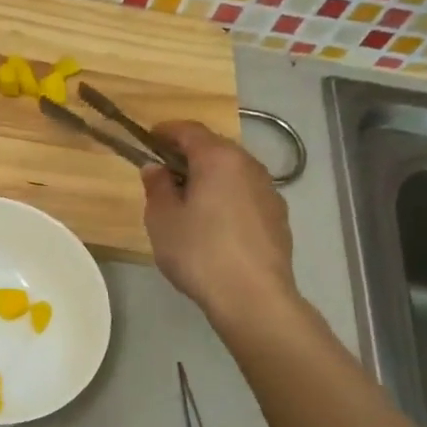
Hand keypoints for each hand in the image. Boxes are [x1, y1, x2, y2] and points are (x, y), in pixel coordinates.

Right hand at [143, 120, 298, 321]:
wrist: (252, 296)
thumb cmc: (199, 252)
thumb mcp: (162, 219)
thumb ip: (157, 187)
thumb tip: (156, 168)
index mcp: (218, 159)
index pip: (190, 130)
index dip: (166, 131)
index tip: (149, 138)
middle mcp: (249, 166)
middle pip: (215, 149)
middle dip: (188, 155)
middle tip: (164, 173)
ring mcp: (269, 191)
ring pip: (233, 173)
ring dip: (210, 178)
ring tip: (188, 201)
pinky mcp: (278, 217)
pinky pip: (245, 195)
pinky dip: (227, 198)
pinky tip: (214, 224)